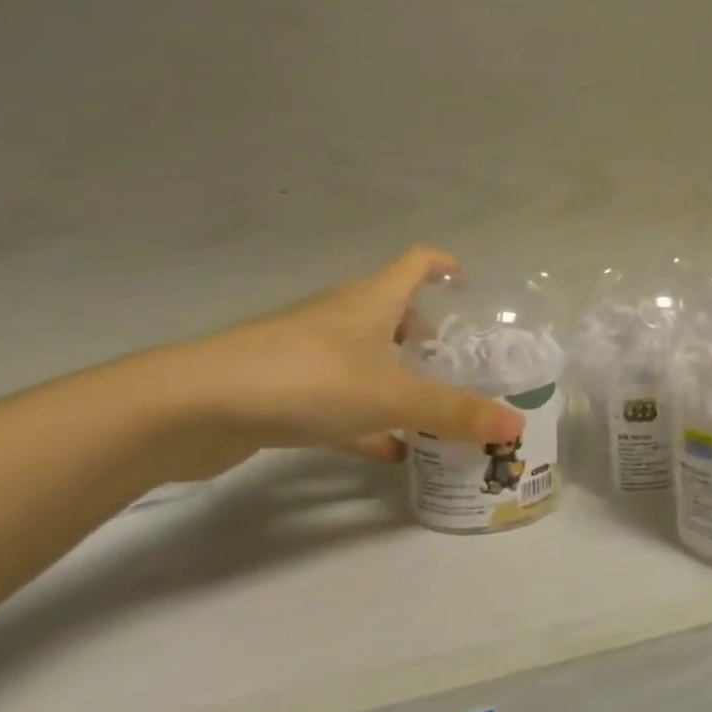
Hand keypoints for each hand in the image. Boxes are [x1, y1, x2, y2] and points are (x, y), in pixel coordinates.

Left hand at [163, 248, 523, 476]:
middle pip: (393, 310)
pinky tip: (387, 450)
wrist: (196, 407)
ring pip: (365, 356)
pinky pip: (338, 397)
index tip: (468, 283)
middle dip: (425, 333)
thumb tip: (514, 425)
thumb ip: (453, 412)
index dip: (445, 265)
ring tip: (428, 406)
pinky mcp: (282, 388)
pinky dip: (365, 418)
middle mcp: (342, 315)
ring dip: (396, 376)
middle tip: (457, 362)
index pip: (417, 261)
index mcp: (373, 299)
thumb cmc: (309, 379)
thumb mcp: (391, 397)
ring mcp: (308, 350)